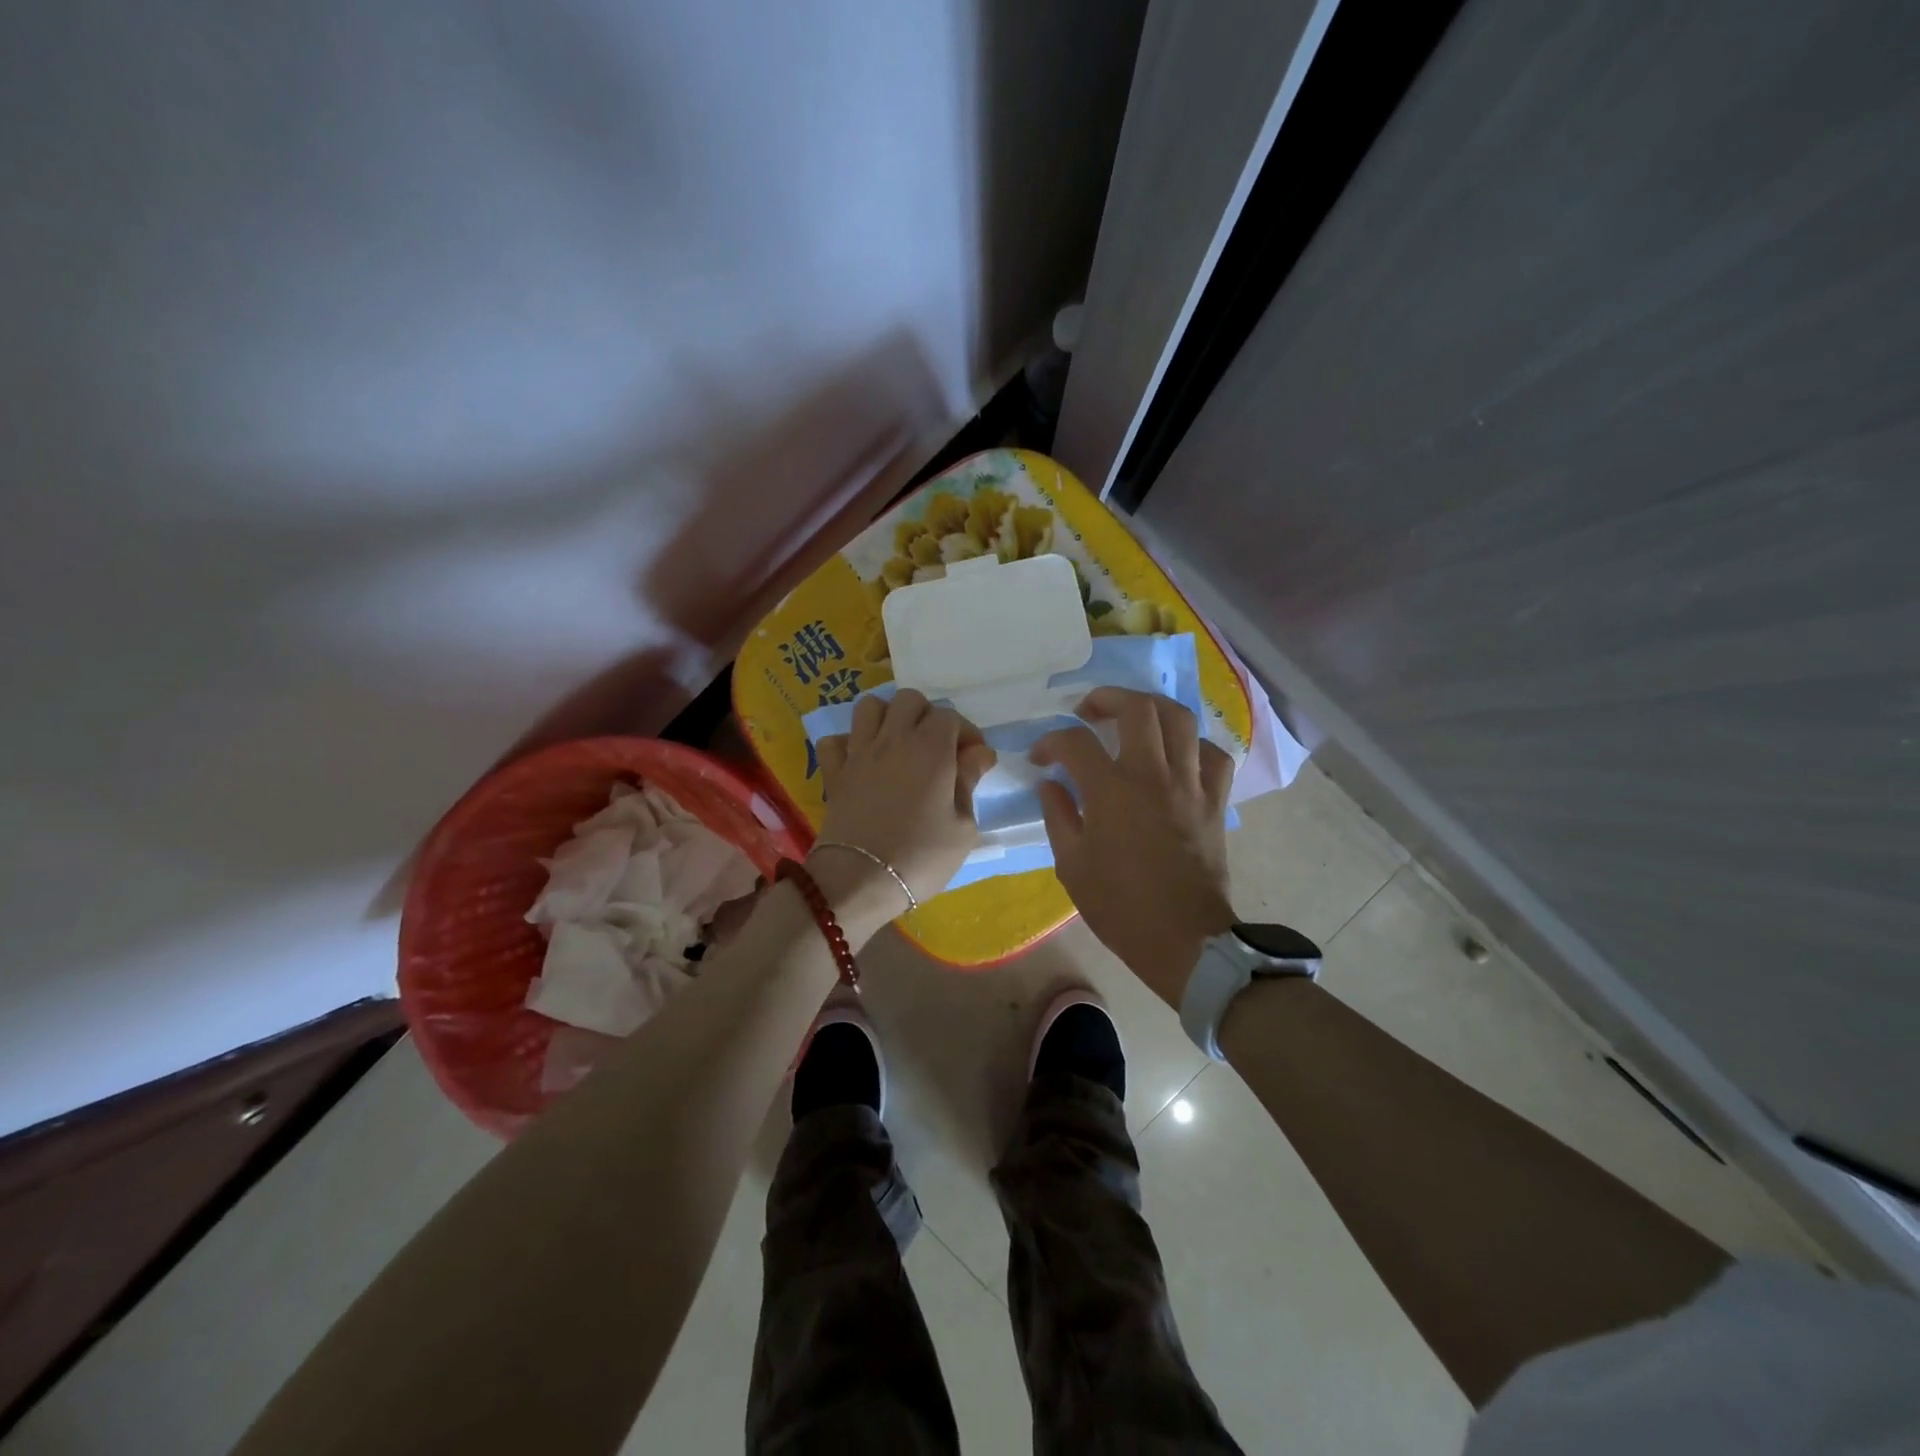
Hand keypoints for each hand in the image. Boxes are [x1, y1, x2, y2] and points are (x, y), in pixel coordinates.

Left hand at [813, 690, 995, 942]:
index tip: (973, 760)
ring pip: (869, 706)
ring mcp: (859, 752)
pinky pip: (835, 740)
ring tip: (898, 744)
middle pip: (909, 700)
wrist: (860, 881)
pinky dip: (848, 744)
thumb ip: (969, 782)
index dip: (965, 733)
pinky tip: (861, 762)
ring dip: (887, 718)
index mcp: (931, 749)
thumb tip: (979, 753)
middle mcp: (893, 739)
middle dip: (927, 716)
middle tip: (937, 748)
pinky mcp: (834, 772)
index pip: (949, 716)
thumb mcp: (963, 827)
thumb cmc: (921, 857)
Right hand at [1031, 688, 1236, 1005]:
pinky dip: (1195, 745)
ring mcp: (1189, 785)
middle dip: (1107, 699)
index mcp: (1111, 791)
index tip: (1041, 757)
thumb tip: (1050, 785)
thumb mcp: (1072, 866)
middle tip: (1088, 712)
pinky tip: (1178, 754)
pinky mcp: (1215, 802)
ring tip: (1134, 717)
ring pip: (1180, 720)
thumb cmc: (1120, 906)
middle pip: (1137, 709)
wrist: (1184, 940)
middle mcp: (1152, 776)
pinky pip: (1214, 756)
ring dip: (1152, 708)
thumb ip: (1058, 816)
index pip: (1075, 742)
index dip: (1051, 742)